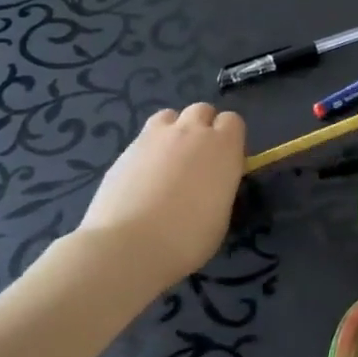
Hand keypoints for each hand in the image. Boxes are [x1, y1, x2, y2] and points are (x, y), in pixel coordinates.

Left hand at [76, 104, 245, 289]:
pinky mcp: (124, 151)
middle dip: (203, 127)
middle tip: (199, 158)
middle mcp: (190, 132)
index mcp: (223, 146)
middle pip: (201, 110)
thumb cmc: (189, 237)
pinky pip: (144, 138)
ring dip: (174, 130)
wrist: (129, 246)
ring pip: (169, 116)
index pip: (232, 121)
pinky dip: (149, 151)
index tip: (227, 160)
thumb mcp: (222, 211)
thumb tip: (212, 181)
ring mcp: (154, 138)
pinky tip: (143, 178)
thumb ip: (221, 184)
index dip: (230, 138)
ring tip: (169, 160)